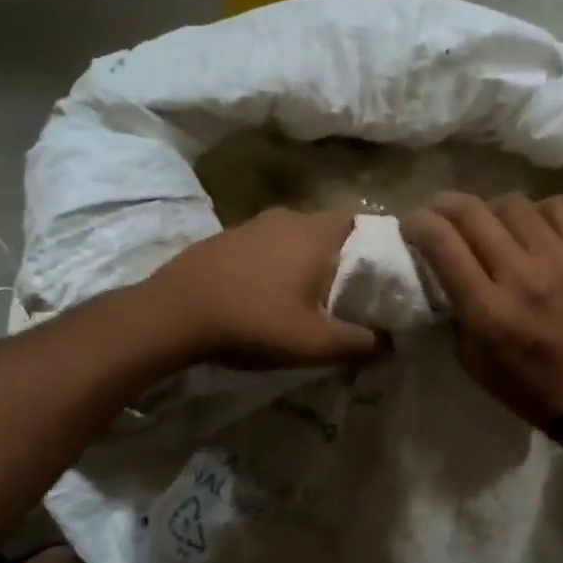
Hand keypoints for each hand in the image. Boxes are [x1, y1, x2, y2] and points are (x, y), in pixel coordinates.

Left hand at [145, 208, 381, 369]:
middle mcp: (289, 218)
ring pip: (299, 237)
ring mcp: (253, 224)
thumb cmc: (253, 322)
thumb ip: (359, 344)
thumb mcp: (314, 344)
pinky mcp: (228, 238)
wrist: (171, 314)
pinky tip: (272, 293)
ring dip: (311, 260)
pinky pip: (270, 245)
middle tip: (355, 293)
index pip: (366, 225)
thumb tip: (390, 344)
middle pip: (333, 230)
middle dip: (347, 258)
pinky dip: (281, 263)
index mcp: (316, 234)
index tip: (388, 277)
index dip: (382, 248)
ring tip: (315, 296)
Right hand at [402, 192, 562, 427]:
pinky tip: (534, 227)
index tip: (413, 224)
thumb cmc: (529, 387)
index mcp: (488, 310)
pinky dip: (537, 211)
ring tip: (493, 224)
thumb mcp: (473, 362)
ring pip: (513, 204)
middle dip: (444, 205)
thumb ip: (457, 313)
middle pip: (472, 213)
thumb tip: (444, 271)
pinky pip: (558, 207)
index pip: (443, 244)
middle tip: (440, 212)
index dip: (419, 224)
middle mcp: (522, 277)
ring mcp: (562, 260)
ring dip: (492, 209)